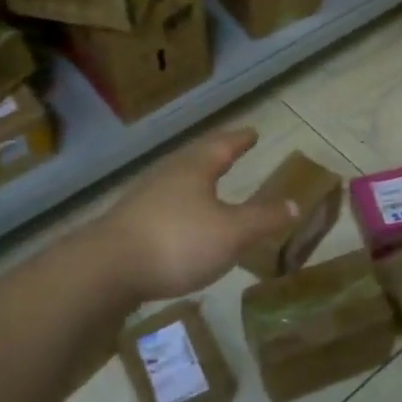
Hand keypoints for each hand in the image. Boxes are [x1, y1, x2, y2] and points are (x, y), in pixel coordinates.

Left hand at [93, 128, 298, 303]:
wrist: (105, 269)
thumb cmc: (177, 242)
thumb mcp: (231, 233)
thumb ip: (264, 219)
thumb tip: (295, 204)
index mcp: (195, 168)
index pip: (223, 145)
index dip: (240, 139)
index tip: (252, 132)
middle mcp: (169, 174)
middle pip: (196, 156)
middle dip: (217, 153)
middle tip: (232, 149)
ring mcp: (144, 197)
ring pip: (177, 178)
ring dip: (196, 178)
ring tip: (209, 181)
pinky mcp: (129, 222)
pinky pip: (164, 203)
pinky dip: (180, 203)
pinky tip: (181, 219)